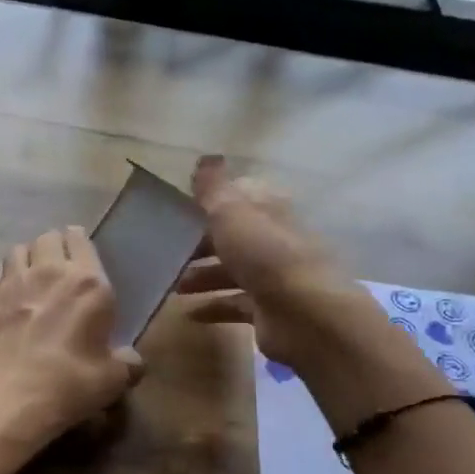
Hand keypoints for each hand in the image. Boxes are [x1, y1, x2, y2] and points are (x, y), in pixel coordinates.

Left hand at [0, 226, 143, 450]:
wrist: (9, 398)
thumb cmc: (70, 383)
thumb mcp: (113, 379)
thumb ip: (127, 362)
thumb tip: (131, 360)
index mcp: (88, 283)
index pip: (80, 239)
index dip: (80, 243)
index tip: (82, 256)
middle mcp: (49, 272)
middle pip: (48, 238)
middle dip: (54, 246)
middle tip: (59, 266)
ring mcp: (12, 283)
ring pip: (18, 250)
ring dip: (27, 257)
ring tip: (32, 276)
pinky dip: (5, 278)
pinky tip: (9, 296)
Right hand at [175, 155, 353, 367]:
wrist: (306, 315)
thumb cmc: (266, 256)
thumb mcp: (232, 213)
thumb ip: (214, 189)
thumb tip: (206, 158)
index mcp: (268, 210)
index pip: (240, 198)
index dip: (212, 201)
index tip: (180, 210)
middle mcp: (273, 240)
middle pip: (233, 237)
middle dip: (201, 243)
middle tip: (168, 252)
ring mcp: (273, 277)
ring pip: (232, 271)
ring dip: (203, 276)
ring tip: (173, 286)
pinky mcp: (268, 310)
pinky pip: (235, 304)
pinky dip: (213, 306)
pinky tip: (189, 313)